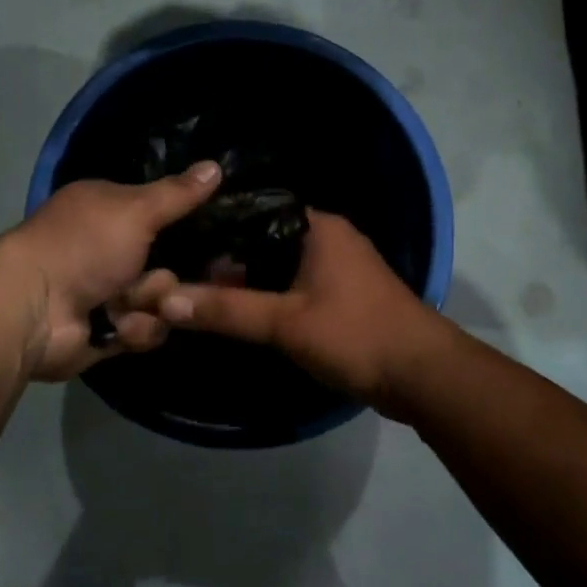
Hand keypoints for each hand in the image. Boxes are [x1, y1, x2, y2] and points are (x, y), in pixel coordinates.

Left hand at [0, 162, 220, 381]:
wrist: (34, 310)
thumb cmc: (84, 246)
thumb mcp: (137, 210)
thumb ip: (178, 194)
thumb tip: (216, 164)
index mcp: (108, 210)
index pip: (160, 213)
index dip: (185, 224)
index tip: (215, 234)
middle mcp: (106, 248)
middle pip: (166, 263)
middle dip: (165, 278)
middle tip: (158, 280)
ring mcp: (105, 292)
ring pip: (160, 300)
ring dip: (150, 305)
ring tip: (126, 306)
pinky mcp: (106, 331)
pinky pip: (145, 330)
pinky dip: (134, 330)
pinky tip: (116, 328)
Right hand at [155, 211, 449, 416]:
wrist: (423, 375)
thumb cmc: (354, 334)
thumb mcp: (285, 322)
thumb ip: (227, 309)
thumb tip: (164, 299)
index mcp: (319, 226)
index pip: (255, 211)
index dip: (218, 228)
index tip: (181, 246)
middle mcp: (331, 238)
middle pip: (266, 241)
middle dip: (230, 261)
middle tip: (186, 277)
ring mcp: (342, 267)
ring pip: (282, 266)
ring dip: (252, 282)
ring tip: (205, 296)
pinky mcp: (346, 296)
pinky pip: (299, 287)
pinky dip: (274, 298)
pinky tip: (246, 314)